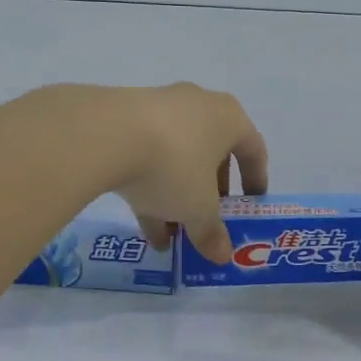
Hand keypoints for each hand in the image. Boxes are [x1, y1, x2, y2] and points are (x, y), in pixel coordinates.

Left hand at [106, 83, 267, 263]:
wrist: (104, 134)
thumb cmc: (174, 166)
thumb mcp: (198, 208)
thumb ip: (211, 232)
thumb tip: (222, 255)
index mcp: (229, 118)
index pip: (254, 149)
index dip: (256, 180)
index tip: (251, 204)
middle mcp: (198, 105)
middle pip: (212, 154)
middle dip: (209, 193)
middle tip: (207, 221)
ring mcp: (159, 108)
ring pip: (176, 158)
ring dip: (177, 198)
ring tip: (172, 235)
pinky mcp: (124, 118)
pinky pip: (146, 157)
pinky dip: (149, 188)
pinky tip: (144, 226)